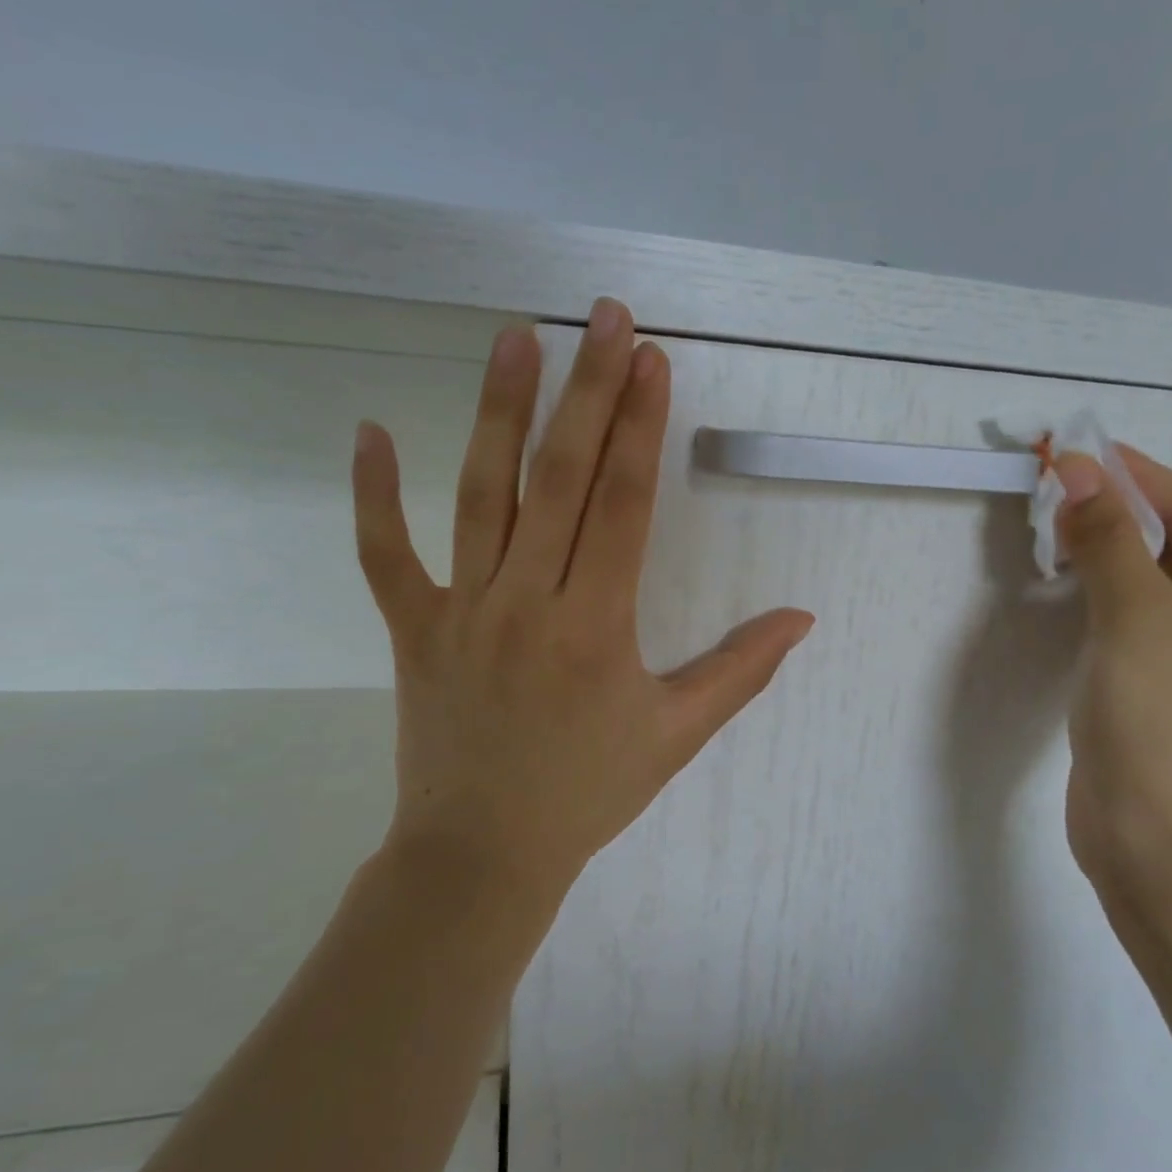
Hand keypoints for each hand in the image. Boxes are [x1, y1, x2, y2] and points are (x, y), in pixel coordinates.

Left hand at [351, 298, 814, 898]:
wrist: (482, 855)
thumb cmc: (588, 792)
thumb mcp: (678, 734)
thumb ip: (742, 671)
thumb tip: (803, 618)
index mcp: (596, 626)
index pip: (621, 504)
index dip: (639, 426)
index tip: (651, 359)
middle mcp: (527, 602)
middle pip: (558, 477)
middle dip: (586, 389)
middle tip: (602, 316)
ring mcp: (461, 611)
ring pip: (478, 494)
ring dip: (497, 411)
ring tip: (515, 338)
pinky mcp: (412, 629)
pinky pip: (383, 554)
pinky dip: (372, 494)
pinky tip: (369, 430)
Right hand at [1053, 447, 1171, 905]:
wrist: (1160, 849)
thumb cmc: (1165, 723)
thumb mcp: (1135, 616)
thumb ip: (1106, 538)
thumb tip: (1077, 470)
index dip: (1134, 476)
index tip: (1076, 449)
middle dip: (1115, 512)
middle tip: (1054, 484)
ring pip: (1151, 584)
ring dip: (1104, 552)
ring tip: (1053, 523)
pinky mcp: (1165, 690)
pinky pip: (1134, 621)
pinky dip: (1100, 595)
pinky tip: (1066, 581)